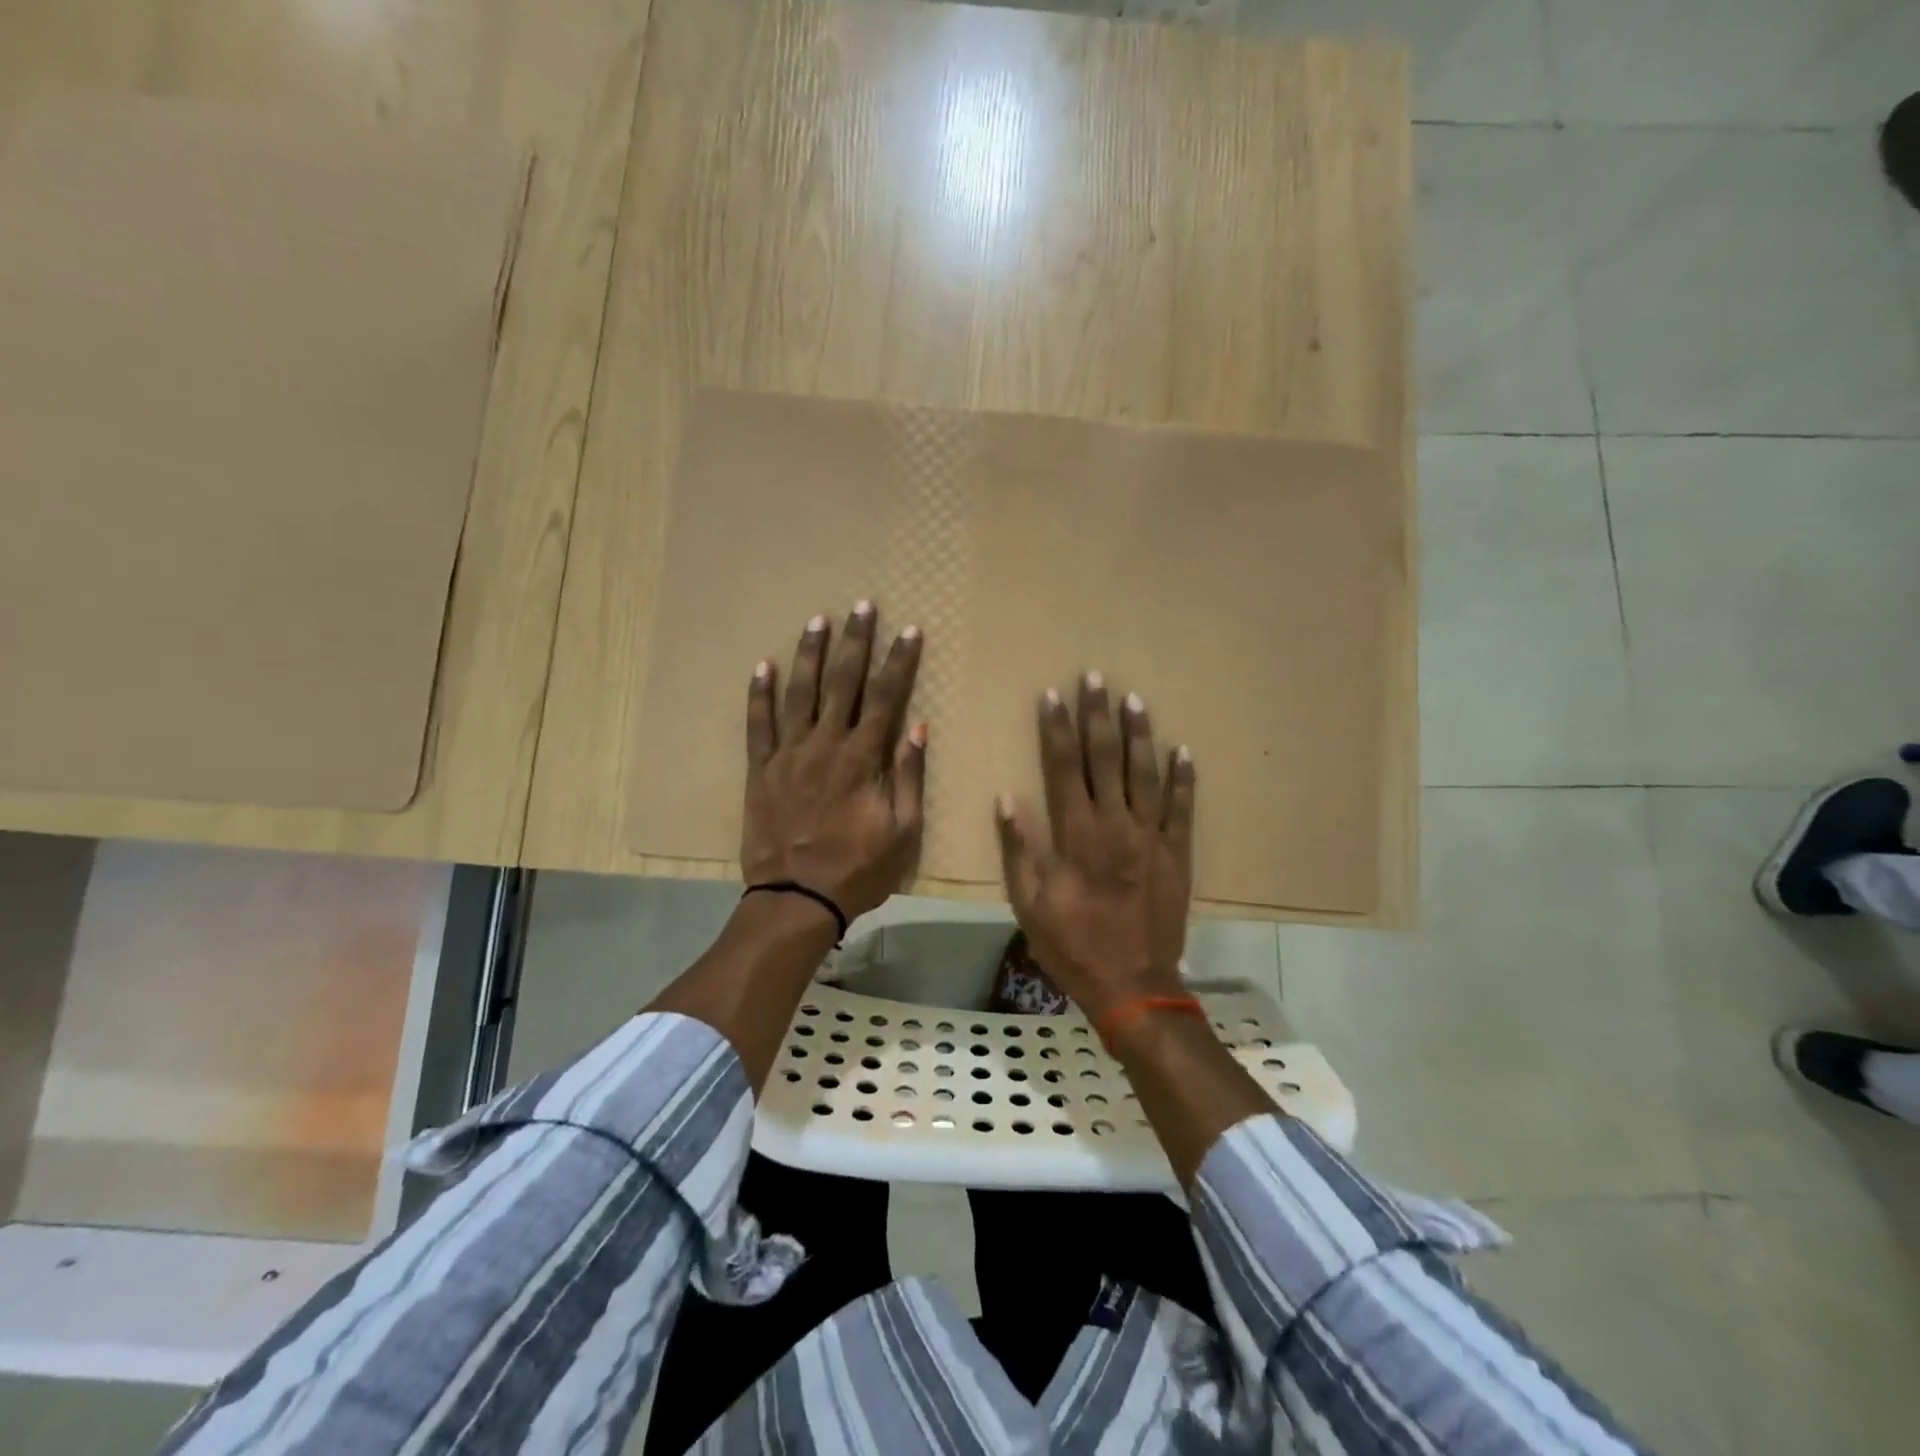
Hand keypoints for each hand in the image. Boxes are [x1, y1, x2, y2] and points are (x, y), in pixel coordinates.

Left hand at [743, 602, 926, 920]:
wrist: (797, 898)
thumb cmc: (858, 868)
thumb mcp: (903, 831)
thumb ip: (908, 776)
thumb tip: (918, 728)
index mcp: (862, 758)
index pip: (886, 697)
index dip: (899, 662)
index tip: (909, 631)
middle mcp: (825, 744)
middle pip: (843, 683)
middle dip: (856, 642)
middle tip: (862, 607)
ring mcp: (788, 754)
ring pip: (799, 693)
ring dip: (810, 655)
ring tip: (817, 621)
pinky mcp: (760, 770)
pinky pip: (757, 725)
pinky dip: (758, 695)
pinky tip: (761, 666)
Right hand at [994, 673, 1195, 1023]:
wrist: (1133, 985)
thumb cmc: (1072, 945)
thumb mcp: (1029, 903)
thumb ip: (1020, 848)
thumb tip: (1008, 798)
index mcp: (1076, 835)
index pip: (1061, 767)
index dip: (1055, 729)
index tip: (1052, 695)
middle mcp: (1114, 825)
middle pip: (1104, 758)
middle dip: (1097, 716)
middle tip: (1095, 677)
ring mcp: (1151, 836)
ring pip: (1145, 773)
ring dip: (1139, 734)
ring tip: (1133, 699)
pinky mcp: (1177, 852)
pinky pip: (1182, 807)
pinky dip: (1183, 778)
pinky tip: (1182, 750)